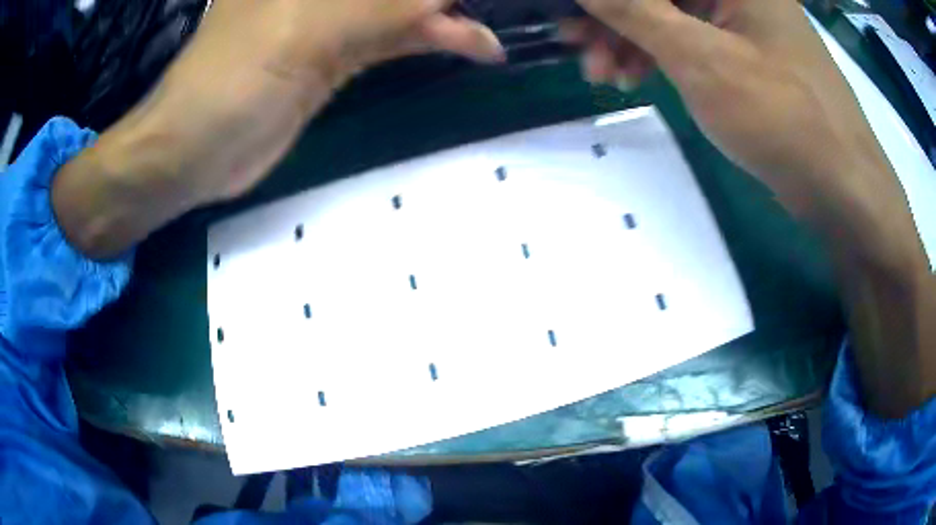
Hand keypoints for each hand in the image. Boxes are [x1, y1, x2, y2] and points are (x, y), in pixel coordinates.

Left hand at [141, 0, 504, 203]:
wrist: (196, 153)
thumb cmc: (231, 80)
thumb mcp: (310, 30)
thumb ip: (385, 6)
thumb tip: (455, 1)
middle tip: (511, 5)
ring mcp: (333, 16)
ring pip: (405, 3)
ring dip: (453, 13)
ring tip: (503, 26)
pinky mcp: (339, 52)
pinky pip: (398, 35)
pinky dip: (437, 37)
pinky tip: (477, 45)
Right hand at [562, 0, 893, 221]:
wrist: (840, 186)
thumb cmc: (781, 116)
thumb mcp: (699, 57)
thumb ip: (634, 9)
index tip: (572, 13)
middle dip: (614, 16)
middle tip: (575, 45)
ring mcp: (743, 18)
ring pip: (671, 12)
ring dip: (631, 38)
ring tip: (603, 74)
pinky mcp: (746, 50)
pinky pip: (691, 37)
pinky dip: (661, 54)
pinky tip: (637, 78)